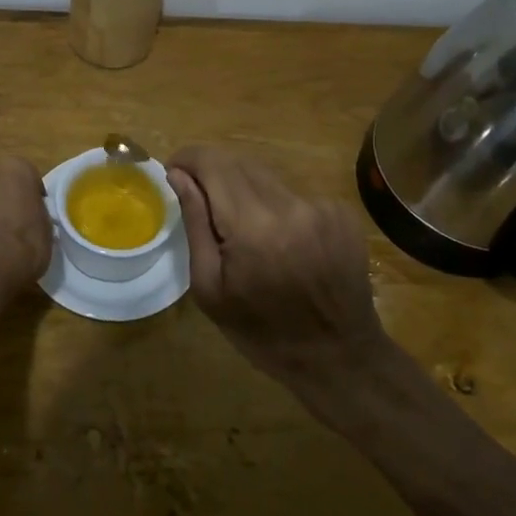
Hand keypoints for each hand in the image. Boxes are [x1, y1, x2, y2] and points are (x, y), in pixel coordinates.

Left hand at [0, 157, 52, 298]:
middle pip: (2, 181)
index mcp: (15, 166)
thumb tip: (30, 216)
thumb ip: (36, 212)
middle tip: (18, 221)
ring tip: (0, 237)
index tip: (37, 215)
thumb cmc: (24, 242)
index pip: (30, 177)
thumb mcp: (46, 227)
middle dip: (8, 197)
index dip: (34, 198)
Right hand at [167, 145, 386, 392]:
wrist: (338, 357)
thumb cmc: (261, 331)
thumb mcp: (210, 287)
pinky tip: (278, 241)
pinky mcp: (341, 213)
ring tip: (241, 230)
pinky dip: (275, 206)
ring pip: (266, 176)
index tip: (174, 171)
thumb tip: (178, 174)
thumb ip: (195, 222)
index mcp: (253, 226)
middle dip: (213, 172)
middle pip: (240, 162)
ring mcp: (321, 206)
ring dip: (244, 189)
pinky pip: (293, 194)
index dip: (189, 158)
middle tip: (200, 200)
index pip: (213, 163)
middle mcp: (290, 205)